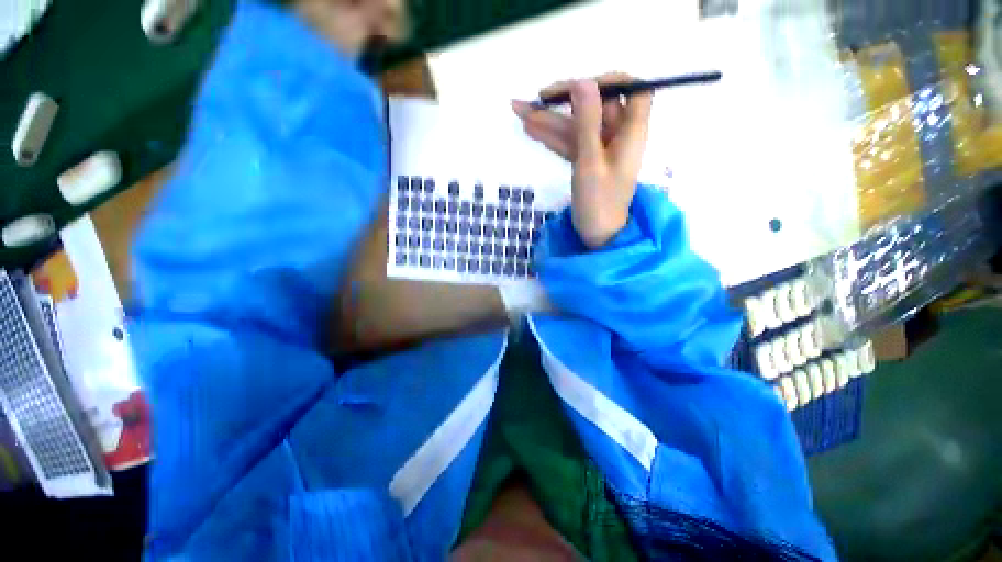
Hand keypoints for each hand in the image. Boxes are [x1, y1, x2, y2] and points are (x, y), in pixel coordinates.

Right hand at [513, 75, 652, 248]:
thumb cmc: (599, 201)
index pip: (632, 90)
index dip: (609, 81)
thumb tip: (583, 82)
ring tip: (519, 111)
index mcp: (630, 131)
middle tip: (533, 101)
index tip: (581, 86)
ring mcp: (600, 149)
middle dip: (562, 103)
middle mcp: (617, 135)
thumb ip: (587, 121)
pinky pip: (570, 143)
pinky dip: (552, 138)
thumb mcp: (590, 161)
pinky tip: (531, 130)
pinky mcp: (587, 162)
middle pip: (593, 108)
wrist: (597, 235)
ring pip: (576, 127)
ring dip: (549, 121)